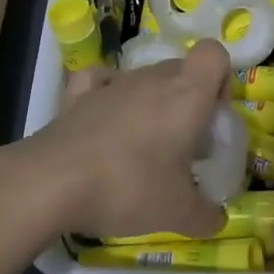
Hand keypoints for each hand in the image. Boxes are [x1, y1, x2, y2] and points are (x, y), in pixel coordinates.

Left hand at [12, 40, 231, 240]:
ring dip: (151, 102)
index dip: (221, 79)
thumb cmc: (129, 187)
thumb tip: (219, 219)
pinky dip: (107, 93)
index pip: (214, 54)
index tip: (212, 117)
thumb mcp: (177, 213)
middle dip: (188, 99)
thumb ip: (206, 215)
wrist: (53, 182)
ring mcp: (113, 82)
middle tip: (182, 144)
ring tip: (142, 147)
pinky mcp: (78, 94)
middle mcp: (152, 78)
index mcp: (186, 94)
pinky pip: (101, 81)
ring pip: (144, 78)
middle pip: (181, 69)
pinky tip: (106, 121)